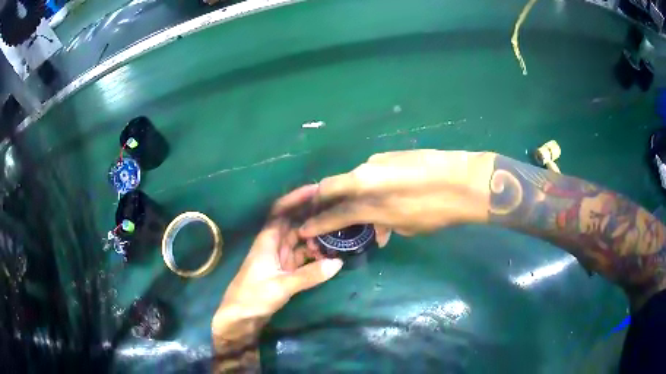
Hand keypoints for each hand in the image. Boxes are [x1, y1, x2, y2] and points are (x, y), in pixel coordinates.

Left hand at [213, 185, 343, 333]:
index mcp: (267, 240)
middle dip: (312, 215)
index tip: (318, 190)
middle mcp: (274, 244)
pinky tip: (330, 256)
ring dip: (316, 237)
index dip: (297, 198)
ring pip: (300, 240)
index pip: (281, 211)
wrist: (240, 318)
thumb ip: (309, 275)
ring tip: (338, 233)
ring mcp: (280, 258)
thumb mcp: (281, 286)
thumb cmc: (253, 297)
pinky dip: (315, 255)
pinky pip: (303, 257)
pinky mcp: (285, 271)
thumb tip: (338, 263)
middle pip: (294, 223)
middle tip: (337, 209)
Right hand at [299, 150, 494, 243]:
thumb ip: (385, 225)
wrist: (464, 181)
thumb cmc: (437, 210)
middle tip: (329, 213)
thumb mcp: (407, 226)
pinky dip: (372, 186)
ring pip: (355, 180)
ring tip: (370, 210)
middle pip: (334, 187)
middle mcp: (365, 174)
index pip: (334, 213)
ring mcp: (378, 161)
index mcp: (368, 197)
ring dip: (355, 195)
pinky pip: (372, 173)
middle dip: (327, 202)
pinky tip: (387, 194)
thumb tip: (380, 229)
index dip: (318, 223)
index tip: (306, 229)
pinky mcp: (391, 155)